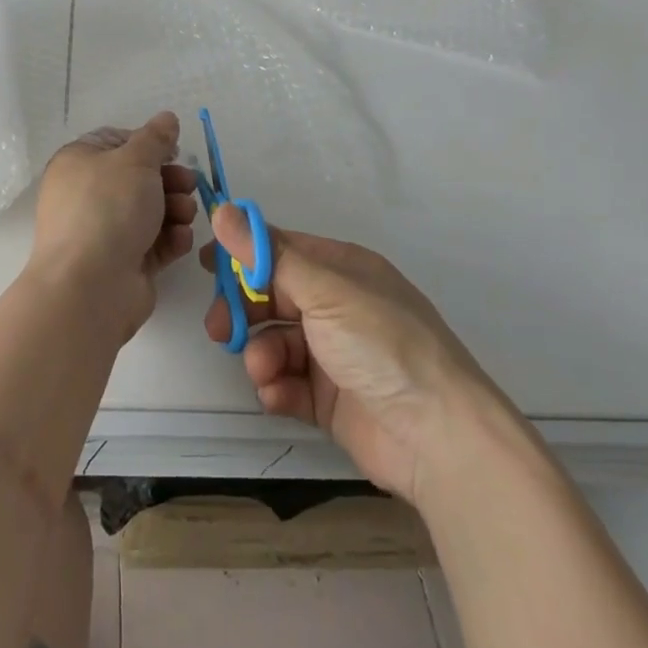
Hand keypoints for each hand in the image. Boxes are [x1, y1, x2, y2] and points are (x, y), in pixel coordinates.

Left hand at [31, 113, 197, 343]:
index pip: (116, 141)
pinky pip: (153, 243)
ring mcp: (104, 232)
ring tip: (185, 214)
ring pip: (149, 211)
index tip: (174, 150)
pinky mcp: (123, 264)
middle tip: (190, 184)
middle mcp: (88, 195)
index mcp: (79, 162)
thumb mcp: (135, 160)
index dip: (147, 144)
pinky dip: (170, 239)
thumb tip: (166, 118)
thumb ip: (156, 138)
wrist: (90, 286)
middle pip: (137, 178)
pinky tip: (181, 238)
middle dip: (169, 179)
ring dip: (174, 208)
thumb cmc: (108, 208)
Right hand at [203, 209, 506, 504]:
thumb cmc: (382, 343)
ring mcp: (334, 354)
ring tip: (263, 370)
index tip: (207, 265)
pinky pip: (288, 383)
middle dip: (243, 310)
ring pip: (276, 341)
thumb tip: (223, 210)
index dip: (243, 255)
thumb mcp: (324, 290)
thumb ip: (267, 255)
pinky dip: (276, 387)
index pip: (280, 250)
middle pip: (272, 297)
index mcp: (340, 269)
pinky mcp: (330, 400)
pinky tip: (276, 395)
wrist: (440, 438)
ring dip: (260, 353)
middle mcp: (336, 306)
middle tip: (219, 328)